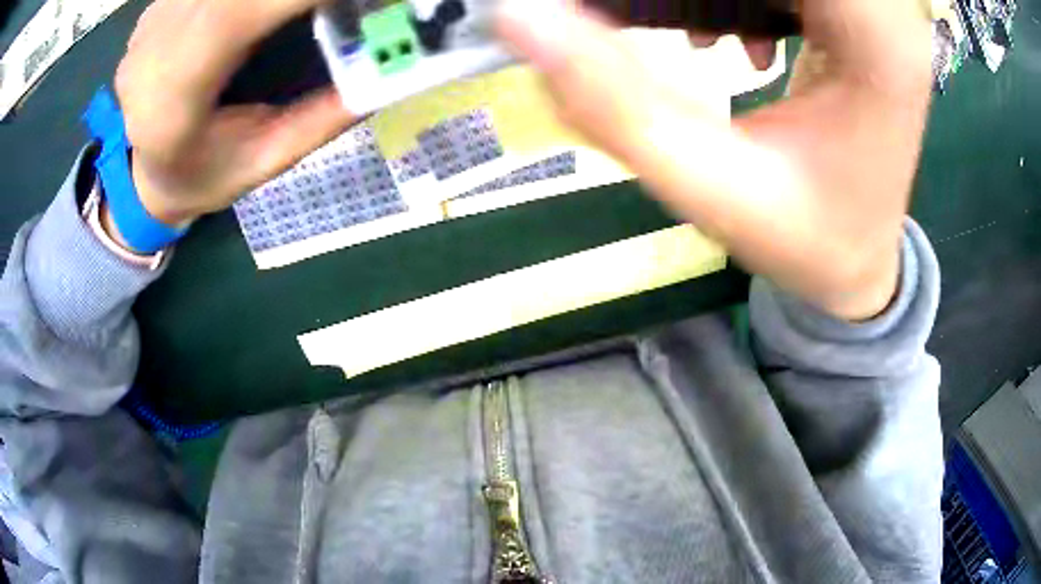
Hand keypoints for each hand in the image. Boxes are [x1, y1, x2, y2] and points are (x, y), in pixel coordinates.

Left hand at [113, 0, 357, 225]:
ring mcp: (152, 19)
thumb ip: (323, 116)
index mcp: (171, 97)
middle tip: (342, 3)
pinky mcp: (160, 5)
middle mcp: (152, 47)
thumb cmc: (202, 179)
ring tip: (310, 9)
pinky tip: (263, 11)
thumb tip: (392, 68)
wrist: (143, 177)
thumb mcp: (266, 161)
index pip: (236, 14)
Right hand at [496, 0, 933, 320]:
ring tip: (702, 38)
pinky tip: (733, 36)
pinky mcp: (863, 17)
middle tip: (667, 26)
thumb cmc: (802, 240)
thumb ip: (613, 102)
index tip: (641, 14)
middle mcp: (888, 12)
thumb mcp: (708, 187)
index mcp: (875, 41)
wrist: (859, 262)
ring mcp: (880, 11)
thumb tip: (519, 18)